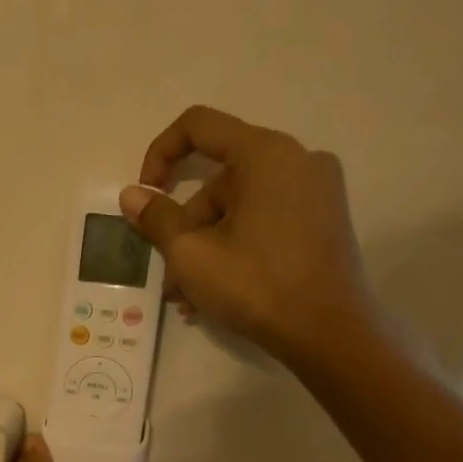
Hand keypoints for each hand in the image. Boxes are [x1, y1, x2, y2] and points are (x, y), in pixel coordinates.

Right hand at [121, 105, 381, 379]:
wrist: (330, 335)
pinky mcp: (323, 221)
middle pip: (218, 179)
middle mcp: (297, 160)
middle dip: (184, 225)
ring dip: (204, 246)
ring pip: (239, 207)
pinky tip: (216, 292)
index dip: (159, 154)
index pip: (199, 126)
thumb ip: (157, 219)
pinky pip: (264, 220)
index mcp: (266, 154)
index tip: (144, 197)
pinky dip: (235, 247)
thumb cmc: (256, 286)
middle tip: (167, 274)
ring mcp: (316, 192)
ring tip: (187, 297)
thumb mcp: (192, 254)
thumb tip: (132, 196)